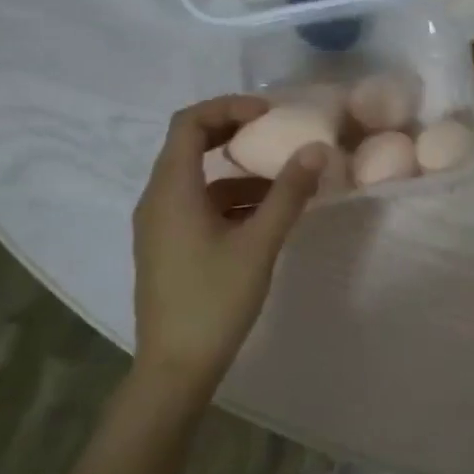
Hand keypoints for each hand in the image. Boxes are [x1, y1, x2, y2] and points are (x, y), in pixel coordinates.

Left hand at [131, 96, 326, 392]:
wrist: (176, 367)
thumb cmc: (215, 300)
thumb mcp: (259, 244)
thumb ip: (288, 194)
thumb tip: (316, 149)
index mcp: (171, 190)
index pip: (189, 123)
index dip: (229, 107)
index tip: (270, 113)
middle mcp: (157, 199)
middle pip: (190, 145)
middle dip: (235, 133)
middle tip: (277, 134)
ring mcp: (160, 224)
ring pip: (198, 178)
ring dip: (238, 170)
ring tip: (285, 181)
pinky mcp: (168, 245)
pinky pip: (198, 204)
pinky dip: (231, 199)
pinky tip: (266, 217)